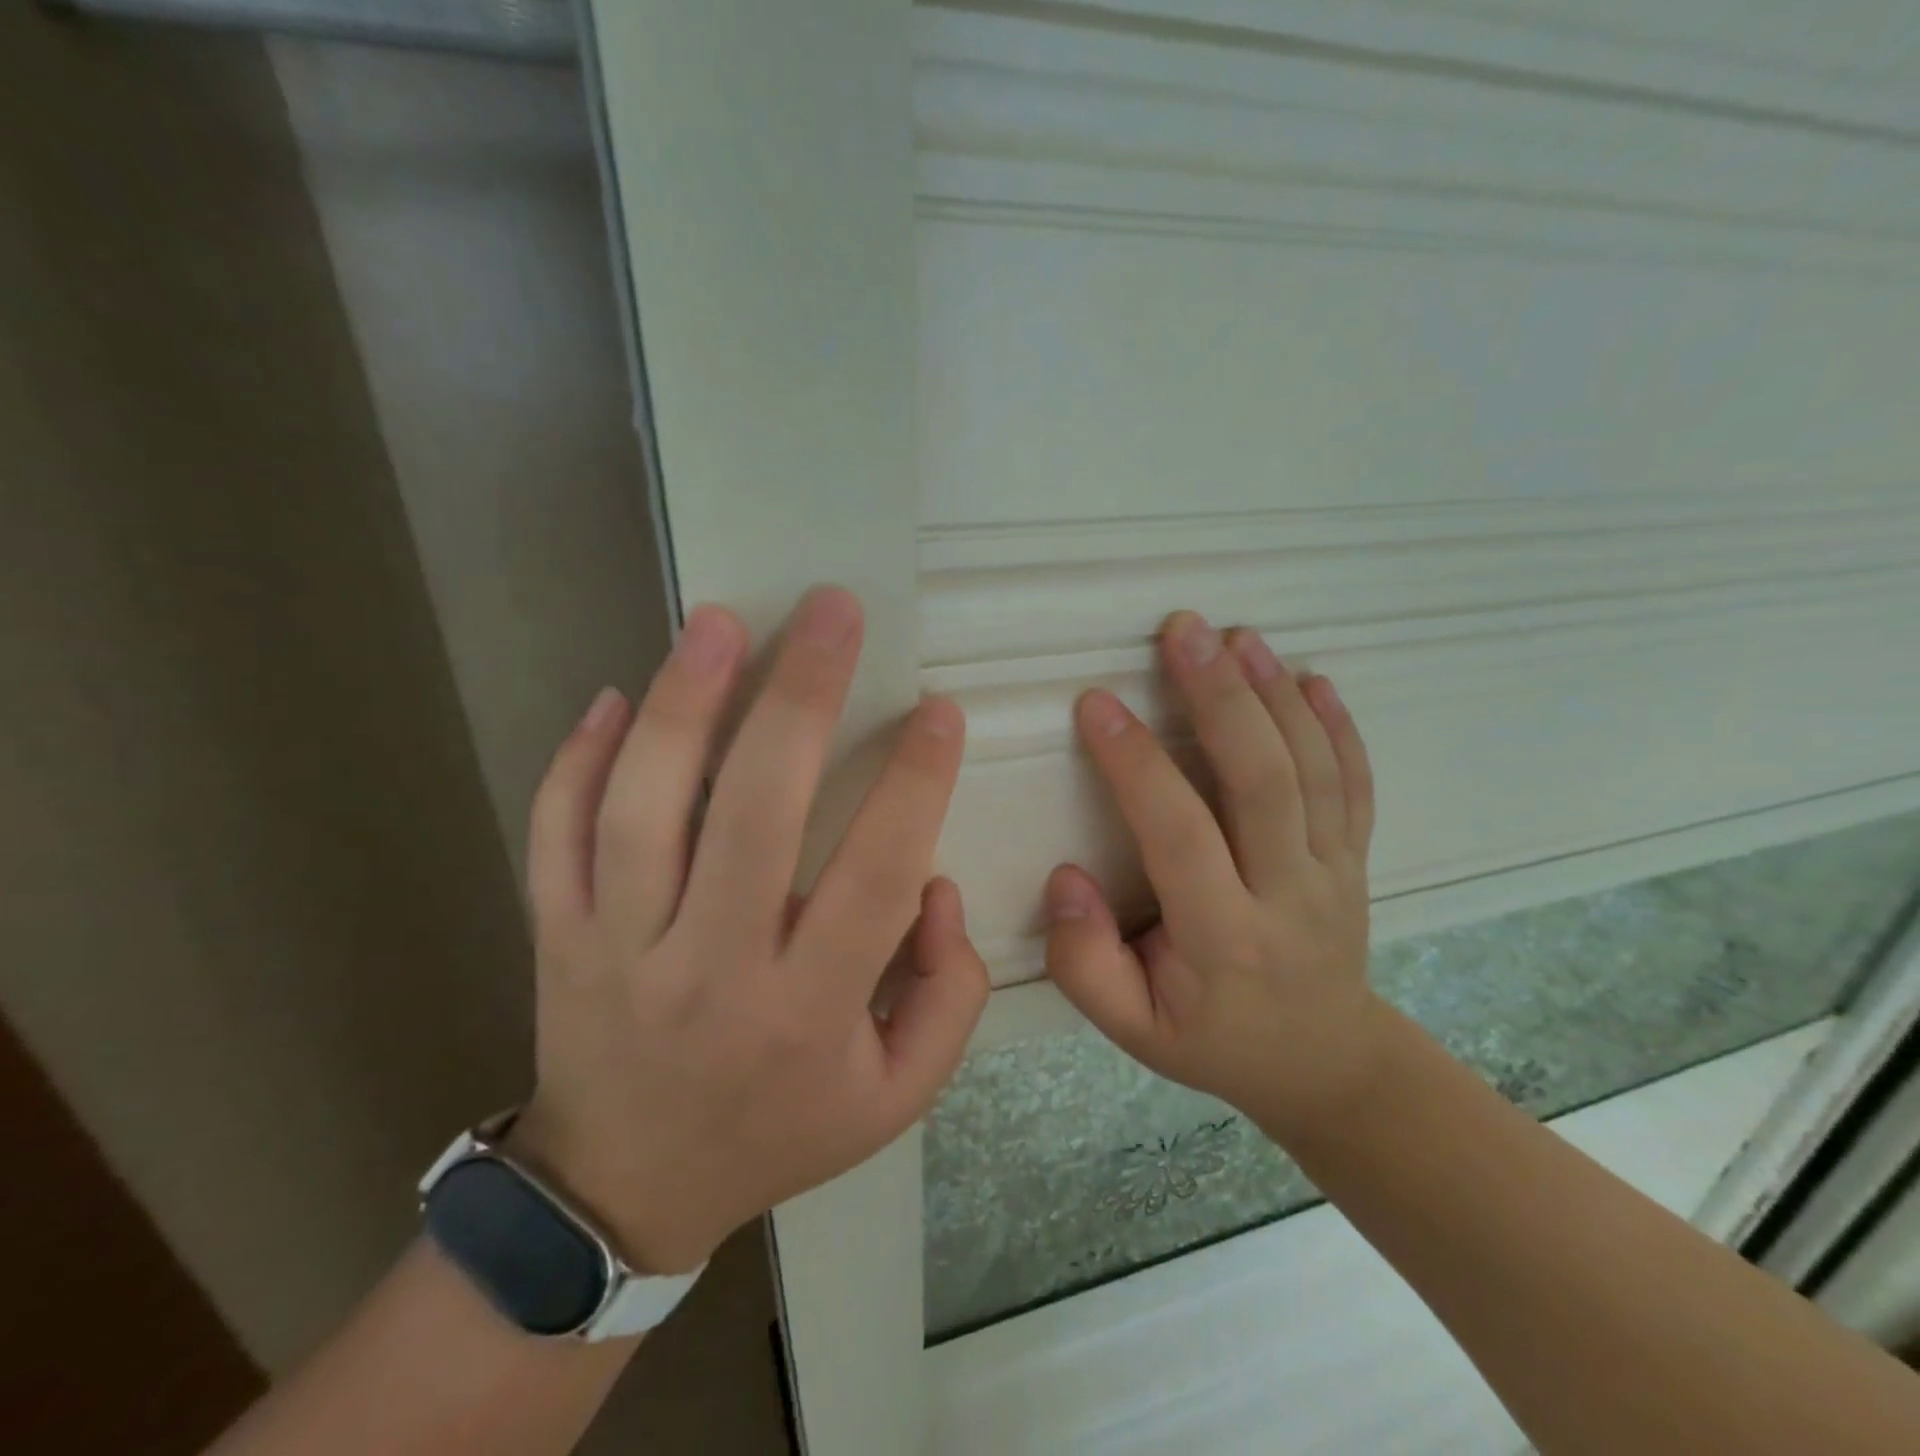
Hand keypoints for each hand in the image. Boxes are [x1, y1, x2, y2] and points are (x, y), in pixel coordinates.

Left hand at [507, 587, 989, 1273]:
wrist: (624, 1190)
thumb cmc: (778, 1131)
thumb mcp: (897, 1094)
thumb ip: (948, 994)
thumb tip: (934, 885)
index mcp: (808, 1012)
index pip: (875, 876)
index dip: (914, 784)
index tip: (939, 710)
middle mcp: (710, 969)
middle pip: (755, 813)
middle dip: (802, 697)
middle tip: (833, 611)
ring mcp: (616, 949)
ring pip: (643, 808)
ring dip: (684, 702)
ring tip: (719, 621)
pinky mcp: (554, 937)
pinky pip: (555, 835)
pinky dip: (576, 761)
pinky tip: (615, 696)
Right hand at [1045, 611, 1383, 1136]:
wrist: (1325, 1063)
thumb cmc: (1213, 1040)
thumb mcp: (1132, 1031)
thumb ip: (1084, 962)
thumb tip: (1066, 877)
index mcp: (1222, 939)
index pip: (1178, 834)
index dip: (1136, 764)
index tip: (1096, 703)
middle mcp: (1288, 895)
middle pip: (1263, 781)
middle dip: (1220, 697)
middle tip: (1183, 631)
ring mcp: (1334, 872)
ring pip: (1313, 770)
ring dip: (1274, 694)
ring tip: (1236, 635)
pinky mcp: (1356, 858)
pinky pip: (1355, 784)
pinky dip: (1337, 726)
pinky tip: (1311, 676)